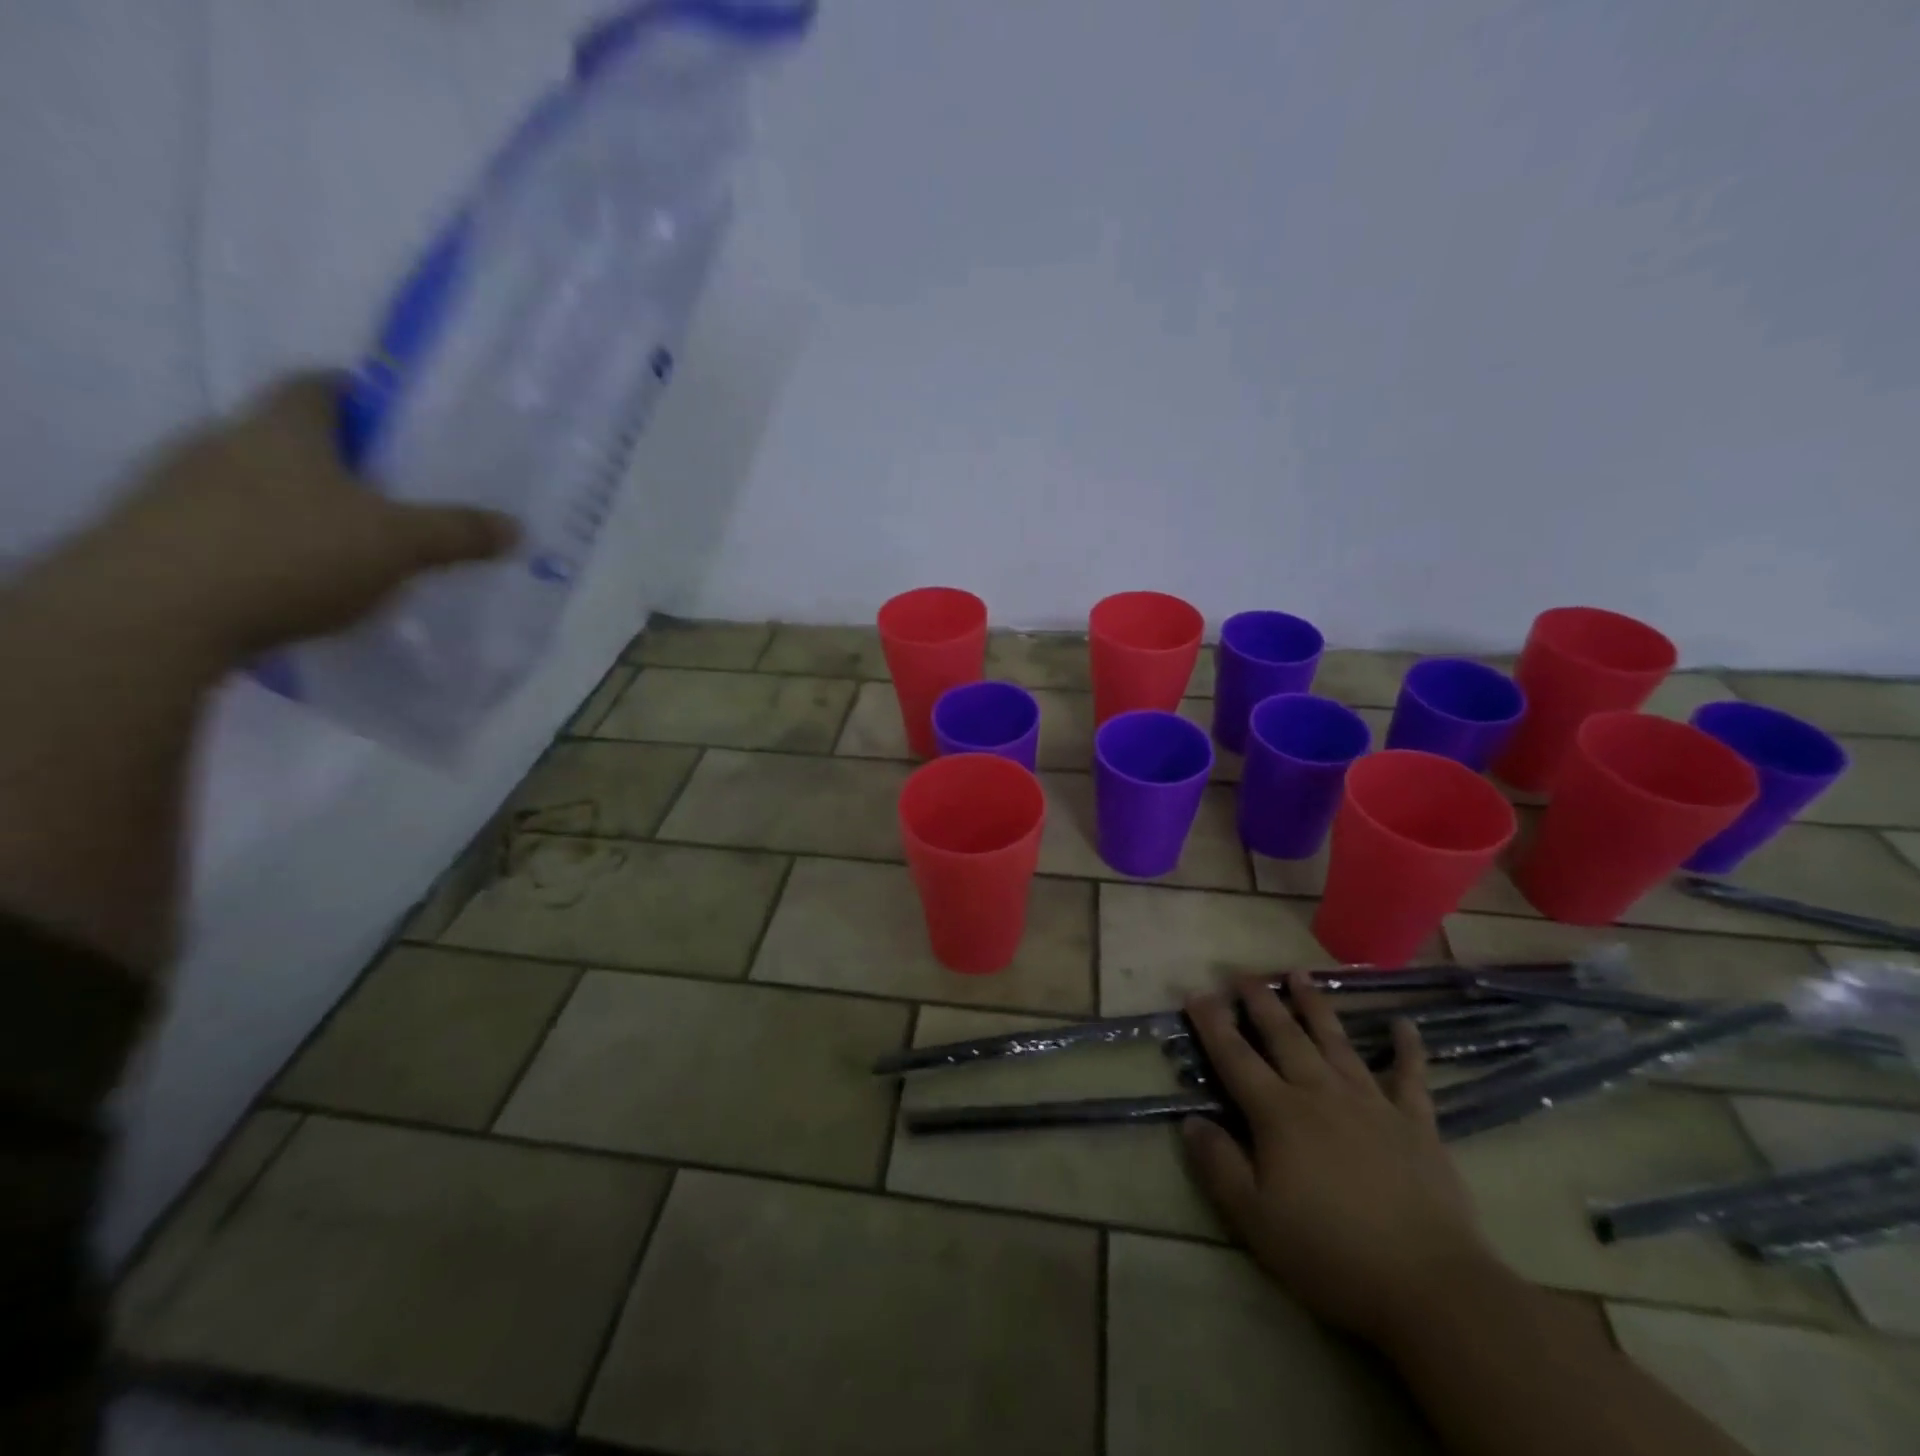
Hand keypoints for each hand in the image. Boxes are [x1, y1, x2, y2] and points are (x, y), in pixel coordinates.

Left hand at [63, 371, 516, 661]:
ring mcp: (183, 487)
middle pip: (292, 436)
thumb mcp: (399, 544)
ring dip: (305, 505)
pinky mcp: (164, 535)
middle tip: (394, 494)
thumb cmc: (292, 552)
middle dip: (342, 460)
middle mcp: (225, 442)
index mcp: (283, 427)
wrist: (156, 612)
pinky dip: (272, 542)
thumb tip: (515, 528)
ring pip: (262, 482)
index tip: (398, 425)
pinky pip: (234, 526)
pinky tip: (302, 579)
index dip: (362, 396)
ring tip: (355, 544)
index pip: (320, 386)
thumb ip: (458, 532)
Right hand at [1181, 973, 1502, 1346]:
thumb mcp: (1255, 1220)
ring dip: (1316, 1006)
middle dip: (1261, 1002)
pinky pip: (1410, 1078)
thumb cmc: (1332, 1253)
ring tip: (1300, 973)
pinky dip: (1408, 1049)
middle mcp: (1321, 1094)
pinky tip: (1405, 1025)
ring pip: (1336, 1042)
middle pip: (1284, 1037)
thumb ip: (1219, 1166)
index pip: (1235, 1058)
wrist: (1431, 1286)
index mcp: (1279, 1114)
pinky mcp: (1416, 1124)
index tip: (1197, 993)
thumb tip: (1191, 1121)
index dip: (1213, 1024)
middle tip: (1244, 973)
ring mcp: (1371, 1104)